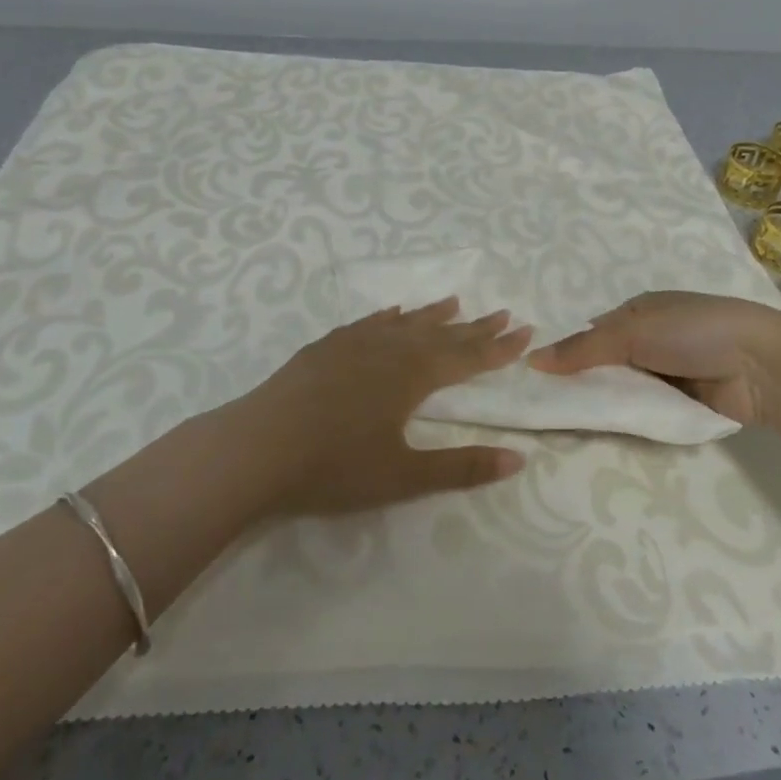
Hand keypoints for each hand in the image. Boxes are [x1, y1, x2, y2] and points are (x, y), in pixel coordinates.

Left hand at [229, 298, 531, 516]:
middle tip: (502, 313)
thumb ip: (461, 467)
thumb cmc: (333, 467)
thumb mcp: (403, 477)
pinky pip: (368, 323)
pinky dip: (388, 317)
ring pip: (404, 323)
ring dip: (433, 315)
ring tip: (455, 303)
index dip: (498, 348)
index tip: (524, 331)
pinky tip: (393, 313)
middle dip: (474, 328)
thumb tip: (518, 458)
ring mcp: (353, 344)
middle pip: (440, 335)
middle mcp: (388, 350)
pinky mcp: (325, 348)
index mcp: (412, 377)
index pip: (466, 358)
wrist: (256, 448)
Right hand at [528, 290, 780, 427]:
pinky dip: (631, 419)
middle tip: (547, 408)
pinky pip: (647, 412)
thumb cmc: (694, 332)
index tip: (538, 379)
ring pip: (625, 391)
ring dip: (607, 403)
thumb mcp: (633, 332)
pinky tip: (605, 432)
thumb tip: (533, 359)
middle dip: (585, 383)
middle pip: (606, 365)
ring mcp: (668, 373)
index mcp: (639, 311)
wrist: (763, 366)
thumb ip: (583, 349)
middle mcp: (651, 340)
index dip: (567, 354)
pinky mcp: (683, 404)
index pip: (592, 333)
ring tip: (568, 425)